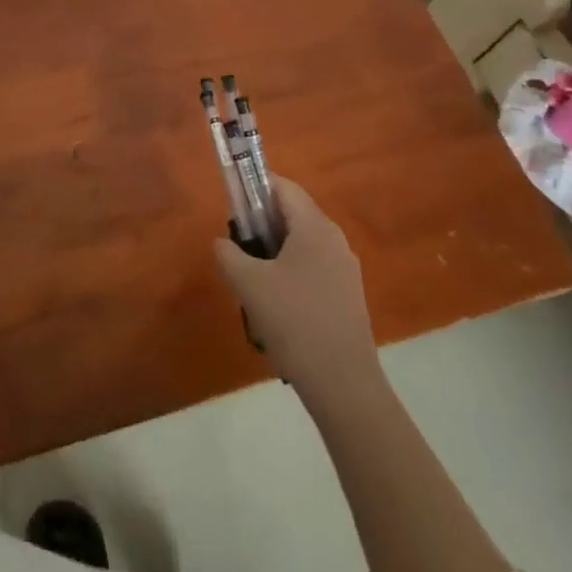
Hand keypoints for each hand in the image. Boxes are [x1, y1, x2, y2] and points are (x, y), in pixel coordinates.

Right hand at [214, 178, 375, 397]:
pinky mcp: (348, 296)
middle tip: (238, 247)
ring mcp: (345, 269)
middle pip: (293, 214)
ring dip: (275, 252)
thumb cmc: (293, 321)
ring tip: (253, 281)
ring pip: (302, 244)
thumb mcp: (247, 283)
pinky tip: (277, 307)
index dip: (254, 188)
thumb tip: (223, 243)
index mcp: (314, 226)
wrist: (343, 384)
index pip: (282, 187)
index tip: (233, 206)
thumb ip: (228, 253)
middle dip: (262, 224)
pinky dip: (291, 273)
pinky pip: (314, 268)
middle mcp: (335, 239)